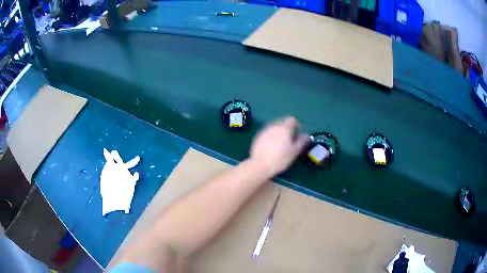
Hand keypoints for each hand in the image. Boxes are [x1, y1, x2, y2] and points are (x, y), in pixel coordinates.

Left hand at [250, 117, 308, 176]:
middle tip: (291, 140)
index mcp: (284, 128)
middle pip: (283, 123)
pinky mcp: (257, 137)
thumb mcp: (295, 151)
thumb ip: (301, 141)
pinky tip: (271, 147)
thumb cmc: (280, 158)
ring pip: (274, 128)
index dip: (297, 125)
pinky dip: (271, 137)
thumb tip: (306, 135)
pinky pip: (267, 133)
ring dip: (279, 133)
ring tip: (281, 144)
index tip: (298, 134)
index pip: (292, 120)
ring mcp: (264, 131)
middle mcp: (274, 126)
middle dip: (287, 129)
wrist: (260, 165)